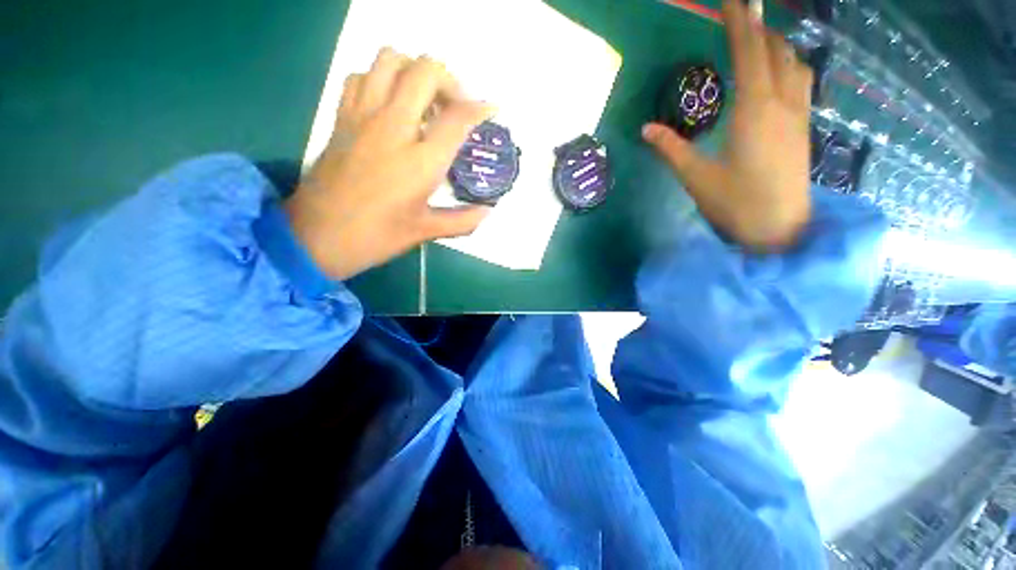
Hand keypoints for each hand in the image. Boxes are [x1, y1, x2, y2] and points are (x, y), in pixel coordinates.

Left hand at [285, 48, 494, 279]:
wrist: (318, 237)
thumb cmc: (377, 237)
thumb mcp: (425, 231)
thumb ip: (462, 221)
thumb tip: (488, 212)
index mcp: (420, 161)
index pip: (458, 118)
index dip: (481, 108)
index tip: (491, 110)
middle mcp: (394, 128)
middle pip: (425, 72)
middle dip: (450, 81)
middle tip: (456, 107)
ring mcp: (363, 117)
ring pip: (390, 60)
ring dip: (415, 71)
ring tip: (425, 100)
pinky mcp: (342, 118)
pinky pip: (362, 76)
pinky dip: (381, 78)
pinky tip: (391, 104)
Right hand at [643, 0, 813, 250]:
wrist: (780, 229)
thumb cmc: (736, 204)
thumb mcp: (697, 178)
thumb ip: (672, 149)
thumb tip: (646, 129)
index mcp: (754, 111)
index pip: (749, 53)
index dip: (740, 22)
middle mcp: (782, 103)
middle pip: (775, 50)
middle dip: (759, 25)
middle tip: (742, 10)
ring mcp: (798, 114)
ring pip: (794, 62)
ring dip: (777, 42)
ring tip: (759, 34)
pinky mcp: (803, 127)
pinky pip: (801, 80)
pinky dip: (789, 62)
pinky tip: (780, 67)